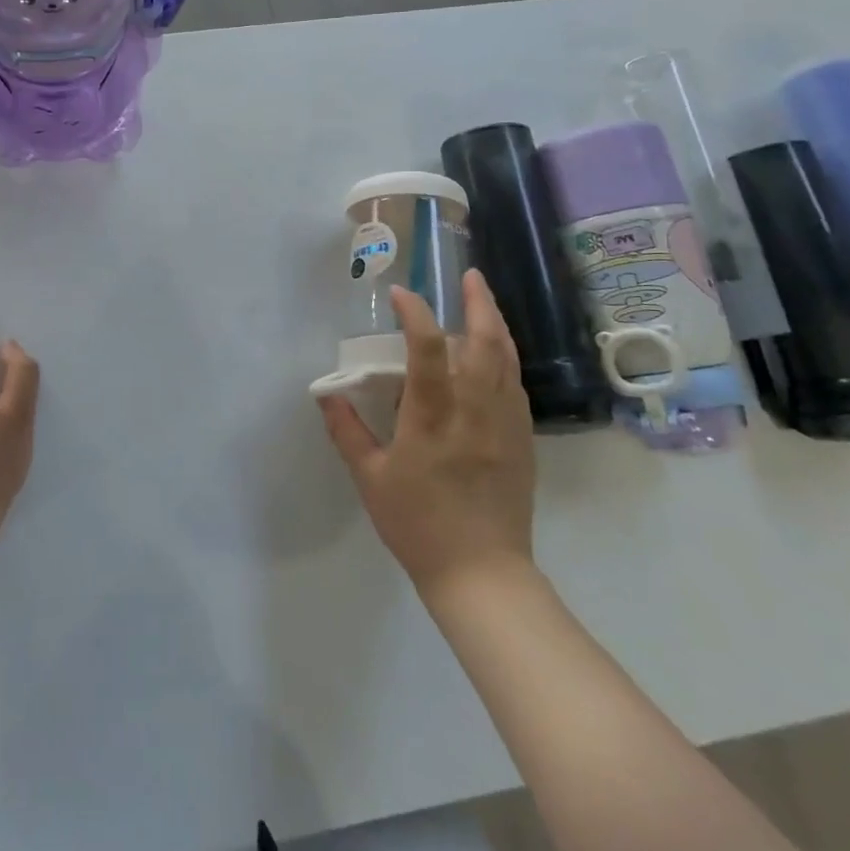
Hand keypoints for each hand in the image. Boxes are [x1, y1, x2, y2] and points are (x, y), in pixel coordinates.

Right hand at [318, 270, 536, 597]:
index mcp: (433, 420)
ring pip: (507, 361)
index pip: (428, 351)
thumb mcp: (370, 480)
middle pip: (486, 344)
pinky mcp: (522, 441)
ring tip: (484, 301)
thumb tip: (327, 395)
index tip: (402, 294)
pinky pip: (515, 386)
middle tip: (470, 276)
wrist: (482, 574)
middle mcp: (474, 413)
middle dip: (479, 304)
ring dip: (496, 325)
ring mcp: (505, 426)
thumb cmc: (418, 526)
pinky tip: (494, 354)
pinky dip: (505, 359)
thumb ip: (347, 432)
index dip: (417, 315)